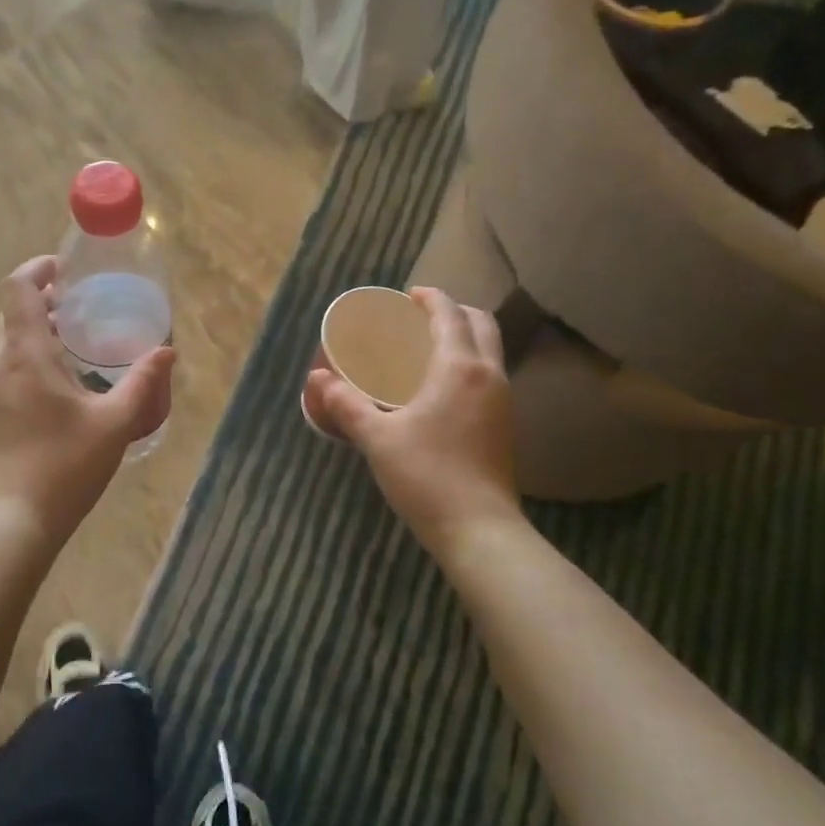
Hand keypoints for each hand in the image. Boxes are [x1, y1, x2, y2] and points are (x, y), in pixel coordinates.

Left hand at [0, 255, 174, 541]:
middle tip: (79, 307)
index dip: (37, 269)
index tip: (63, 269)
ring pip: (7, 343)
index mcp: (25, 355)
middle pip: (11, 313)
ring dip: (34, 332)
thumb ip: (142, 383)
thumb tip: (166, 352)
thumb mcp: (114, 424)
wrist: (13, 519)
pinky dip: (28, 359)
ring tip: (74, 345)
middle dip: (41, 301)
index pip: (17, 288)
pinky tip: (58, 387)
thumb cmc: (64, 466)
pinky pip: (5, 370)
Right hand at [306, 287, 522, 553]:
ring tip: (427, 347)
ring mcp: (502, 401)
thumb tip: (319, 380)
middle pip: (481, 324)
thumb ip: (347, 405)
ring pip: (490, 350)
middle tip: (420, 318)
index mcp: (459, 368)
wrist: (479, 530)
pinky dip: (468, 362)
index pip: (450, 315)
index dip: (431, 298)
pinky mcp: (504, 424)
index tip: (408, 295)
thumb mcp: (377, 438)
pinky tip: (440, 386)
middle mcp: (488, 375)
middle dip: (453, 312)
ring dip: (464, 337)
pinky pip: (488, 374)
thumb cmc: (426, 475)